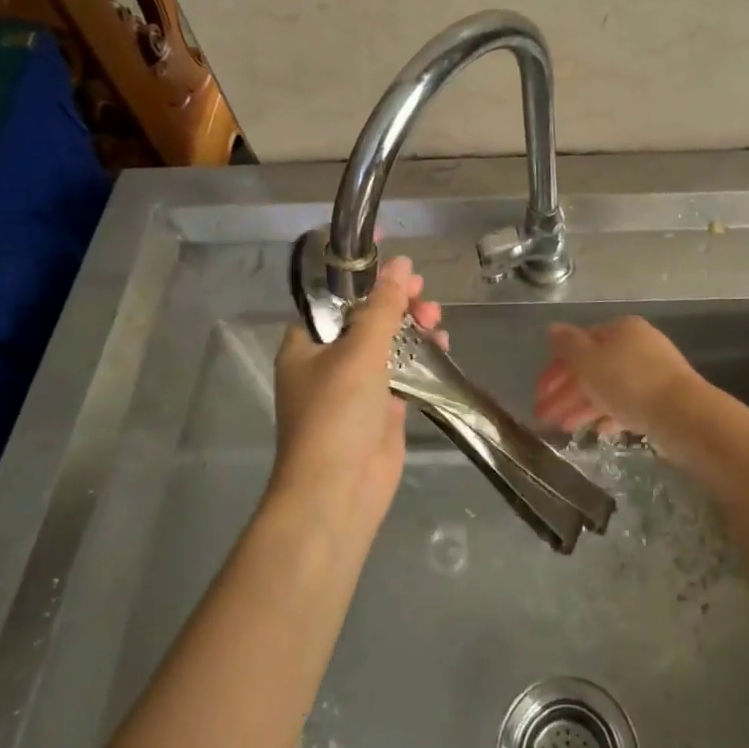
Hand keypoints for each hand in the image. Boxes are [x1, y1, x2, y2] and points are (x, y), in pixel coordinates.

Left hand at [270, 257, 443, 530]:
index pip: (334, 296)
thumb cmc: (336, 414)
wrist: (337, 493)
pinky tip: (441, 343)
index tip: (393, 254)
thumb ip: (383, 306)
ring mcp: (355, 386)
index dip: (362, 274)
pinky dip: (421, 355)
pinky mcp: (381, 408)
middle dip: (396, 301)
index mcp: (306, 343)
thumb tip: (401, 264)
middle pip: (366, 317)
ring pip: (387, 342)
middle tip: (423, 291)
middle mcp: (328, 361)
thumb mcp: (359, 351)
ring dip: (412, 326)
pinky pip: (403, 370)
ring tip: (435, 318)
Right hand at [533, 316, 697, 441]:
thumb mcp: (589, 361)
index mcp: (620, 329)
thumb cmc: (630, 383)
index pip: (579, 344)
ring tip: (566, 429)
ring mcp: (653, 372)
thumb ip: (567, 345)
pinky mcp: (663, 399)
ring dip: (583, 405)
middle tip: (544, 417)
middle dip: (566, 391)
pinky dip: (609, 414)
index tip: (538, 394)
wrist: (685, 416)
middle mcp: (637, 345)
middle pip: (593, 366)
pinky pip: (628, 403)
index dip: (554, 368)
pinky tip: (598, 431)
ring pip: (609, 386)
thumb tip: (552, 329)